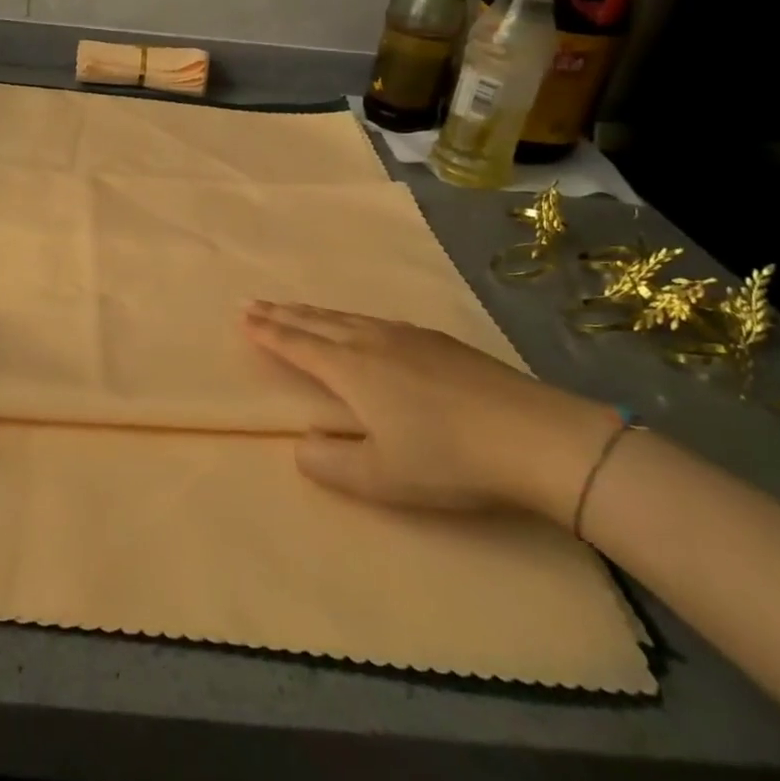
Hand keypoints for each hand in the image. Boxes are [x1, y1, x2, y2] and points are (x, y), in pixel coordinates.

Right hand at [243, 301, 618, 524]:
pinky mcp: (438, 341)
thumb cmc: (448, 460)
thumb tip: (301, 444)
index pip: (297, 345)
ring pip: (347, 317)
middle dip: (282, 313)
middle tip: (254, 302)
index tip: (243, 317)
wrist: (535, 437)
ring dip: (314, 312)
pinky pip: (375, 320)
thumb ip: (329, 464)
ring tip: (296, 308)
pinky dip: (349, 318)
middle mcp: (372, 342)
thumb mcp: (379, 478)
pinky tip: (360, 324)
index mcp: (351, 369)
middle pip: (317, 322)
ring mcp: (408, 336)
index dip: (268, 332)